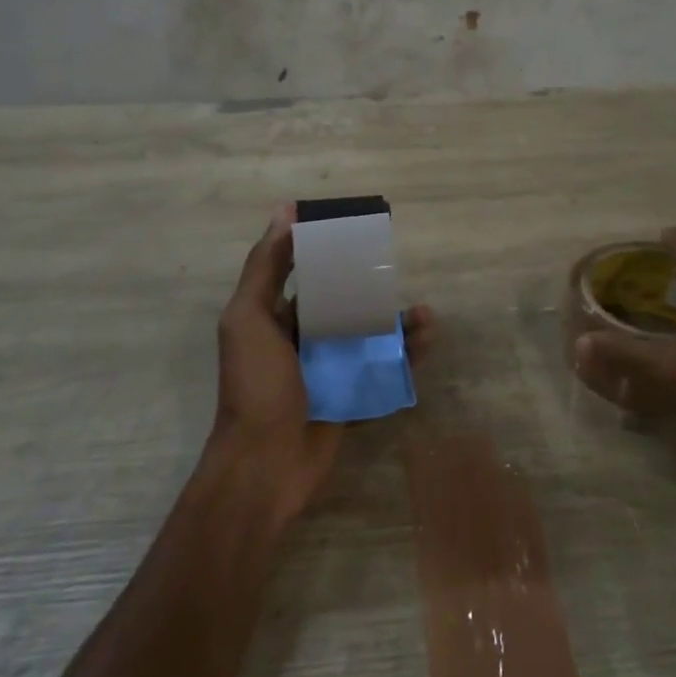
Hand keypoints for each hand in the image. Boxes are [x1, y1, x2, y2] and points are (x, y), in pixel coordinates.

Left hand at [208, 205, 435, 523]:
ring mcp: (329, 367)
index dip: (327, 248)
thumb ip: (266, 267)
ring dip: (396, 321)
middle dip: (371, 285)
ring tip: (423, 313)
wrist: (265, 466)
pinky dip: (405, 354)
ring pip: (368, 333)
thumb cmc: (256, 385)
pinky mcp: (351, 393)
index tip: (358, 227)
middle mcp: (302, 336)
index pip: (304, 270)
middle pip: (343, 300)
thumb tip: (285, 210)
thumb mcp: (249, 318)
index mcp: (274, 315)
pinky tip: (425, 341)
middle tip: (399, 271)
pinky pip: (382, 367)